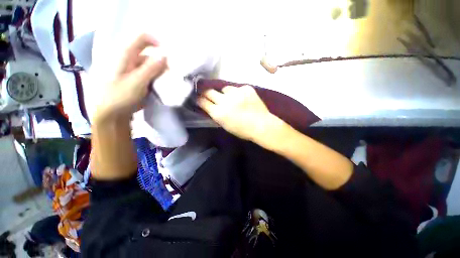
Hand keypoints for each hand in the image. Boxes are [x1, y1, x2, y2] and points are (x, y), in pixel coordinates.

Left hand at [94, 34, 165, 120]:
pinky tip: (159, 85)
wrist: (109, 114)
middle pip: (148, 52)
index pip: (141, 37)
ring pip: (149, 64)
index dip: (157, 43)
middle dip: (161, 62)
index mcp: (123, 54)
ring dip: (159, 72)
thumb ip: (151, 68)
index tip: (169, 57)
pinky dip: (155, 77)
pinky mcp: (132, 77)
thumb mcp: (137, 82)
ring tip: (166, 82)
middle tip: (170, 74)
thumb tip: (165, 55)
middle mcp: (126, 58)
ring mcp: (129, 68)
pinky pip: (147, 73)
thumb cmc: (119, 97)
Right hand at [198, 85, 280, 142]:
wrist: (262, 125)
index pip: (202, 102)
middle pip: (209, 91)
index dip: (199, 100)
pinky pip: (238, 88)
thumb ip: (217, 114)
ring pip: (224, 88)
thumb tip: (211, 106)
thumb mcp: (225, 125)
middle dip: (208, 93)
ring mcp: (236, 93)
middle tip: (210, 95)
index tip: (199, 98)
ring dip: (226, 93)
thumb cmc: (243, 130)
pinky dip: (238, 93)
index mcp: (218, 113)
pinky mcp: (246, 88)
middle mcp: (224, 101)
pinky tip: (244, 99)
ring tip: (233, 99)